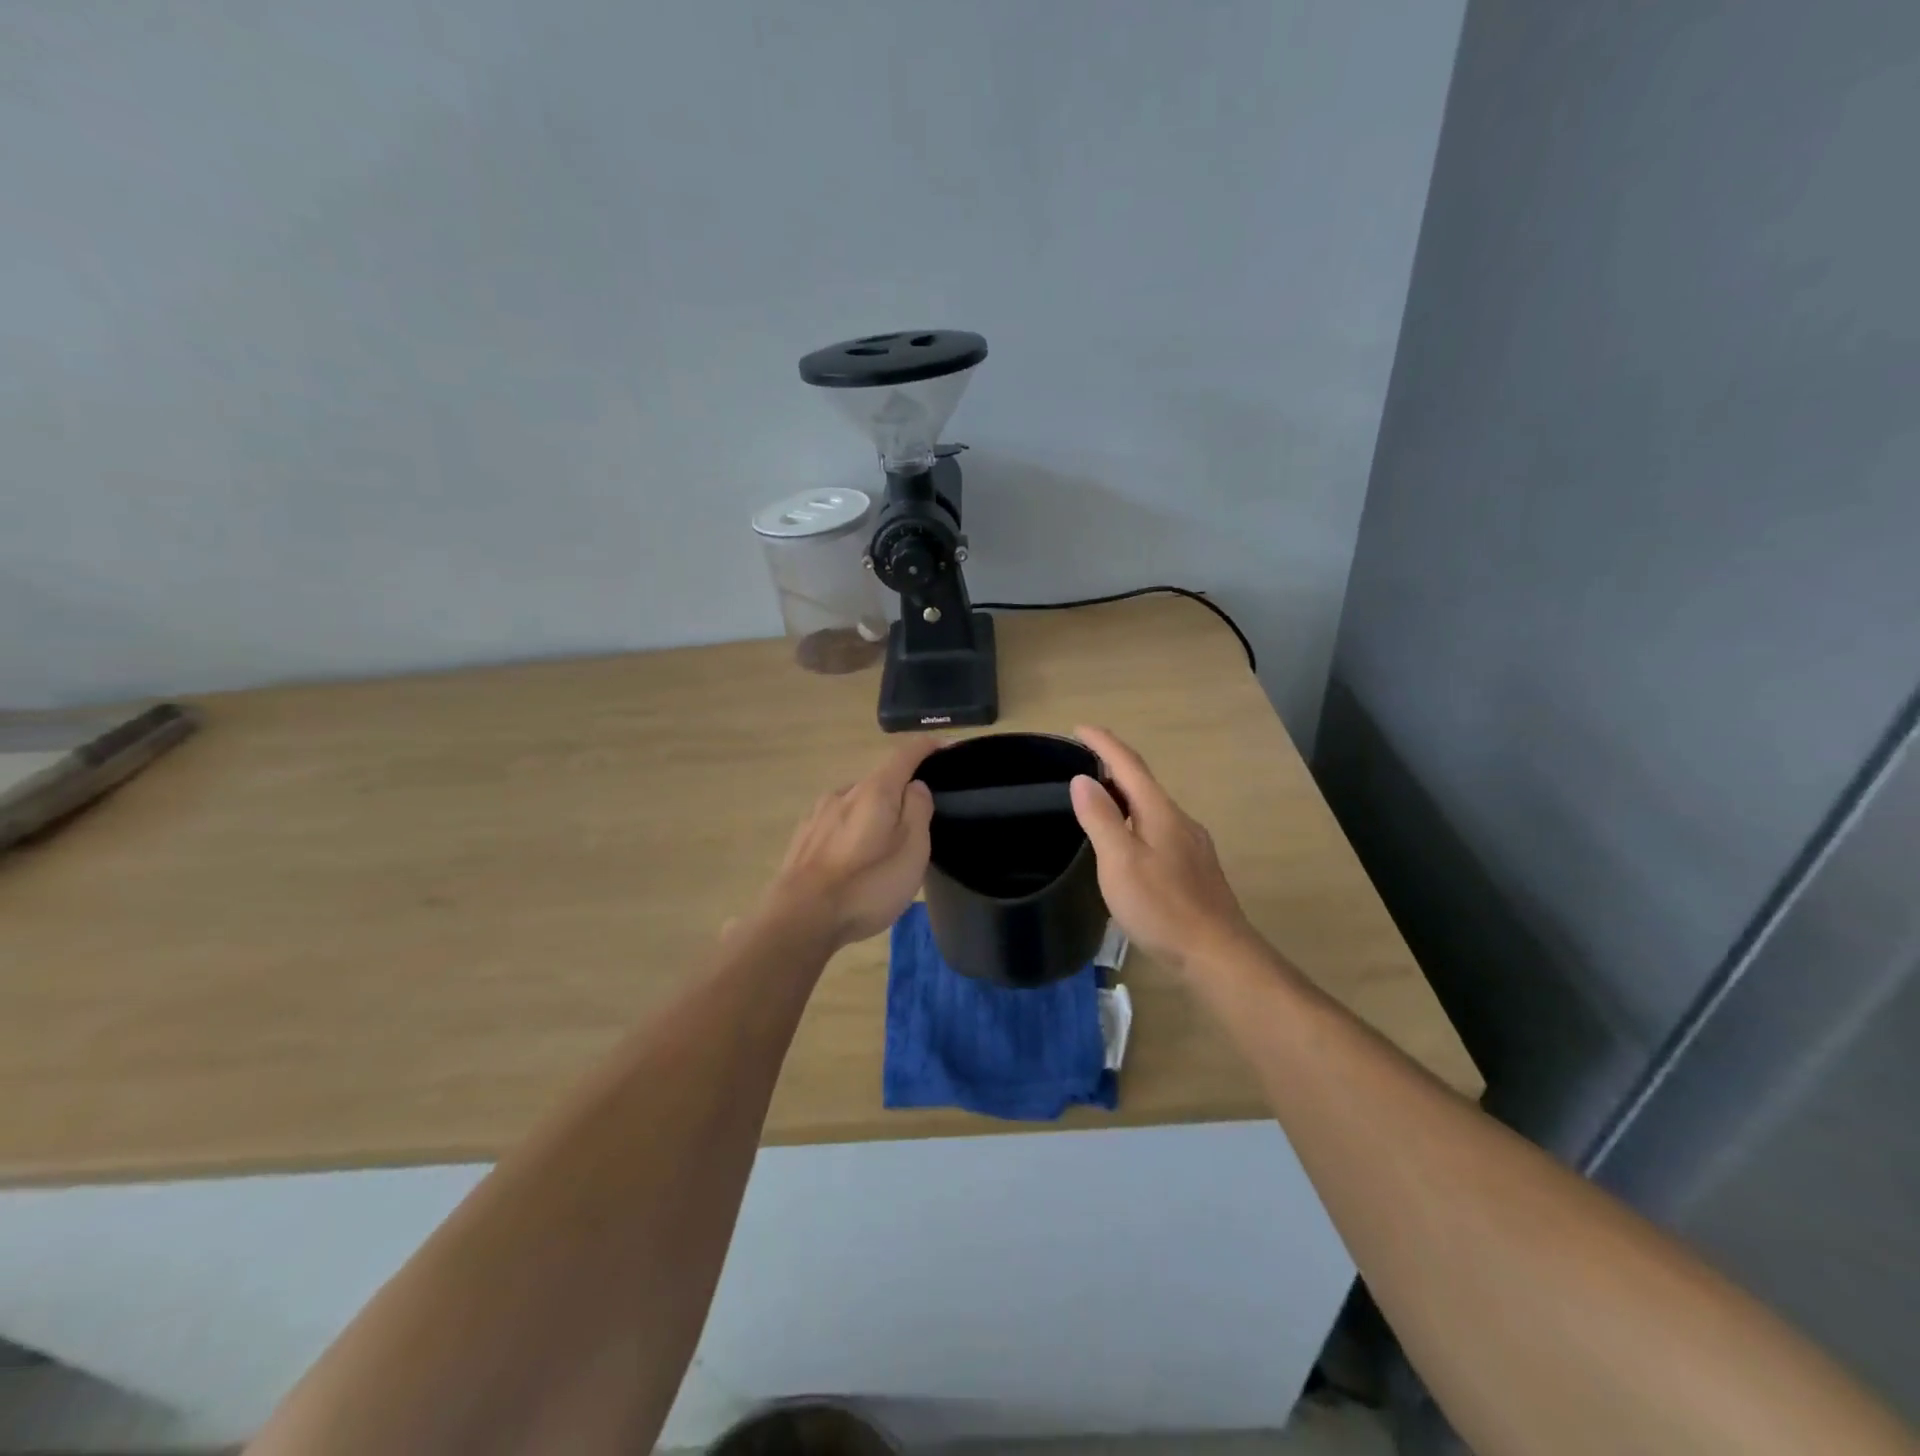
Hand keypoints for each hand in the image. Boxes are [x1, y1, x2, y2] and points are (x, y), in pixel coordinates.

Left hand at [762, 739, 939, 949]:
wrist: (800, 917)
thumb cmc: (867, 884)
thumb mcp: (912, 849)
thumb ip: (918, 810)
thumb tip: (915, 786)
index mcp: (875, 790)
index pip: (904, 755)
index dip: (927, 748)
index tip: (945, 747)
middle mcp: (844, 793)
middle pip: (880, 781)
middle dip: (900, 793)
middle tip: (918, 822)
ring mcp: (818, 814)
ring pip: (856, 804)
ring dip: (873, 815)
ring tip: (883, 847)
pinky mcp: (803, 838)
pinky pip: (837, 824)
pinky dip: (852, 832)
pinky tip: (853, 860)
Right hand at [1069, 725, 1257, 972]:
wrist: (1216, 953)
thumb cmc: (1162, 906)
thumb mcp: (1120, 861)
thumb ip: (1101, 818)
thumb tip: (1082, 779)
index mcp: (1160, 812)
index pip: (1129, 765)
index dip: (1104, 743)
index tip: (1079, 728)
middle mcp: (1180, 820)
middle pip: (1143, 784)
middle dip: (1113, 768)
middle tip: (1081, 765)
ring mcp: (1192, 845)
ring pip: (1152, 809)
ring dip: (1125, 797)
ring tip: (1098, 802)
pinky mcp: (1195, 869)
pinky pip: (1159, 830)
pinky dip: (1136, 822)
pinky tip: (1127, 845)